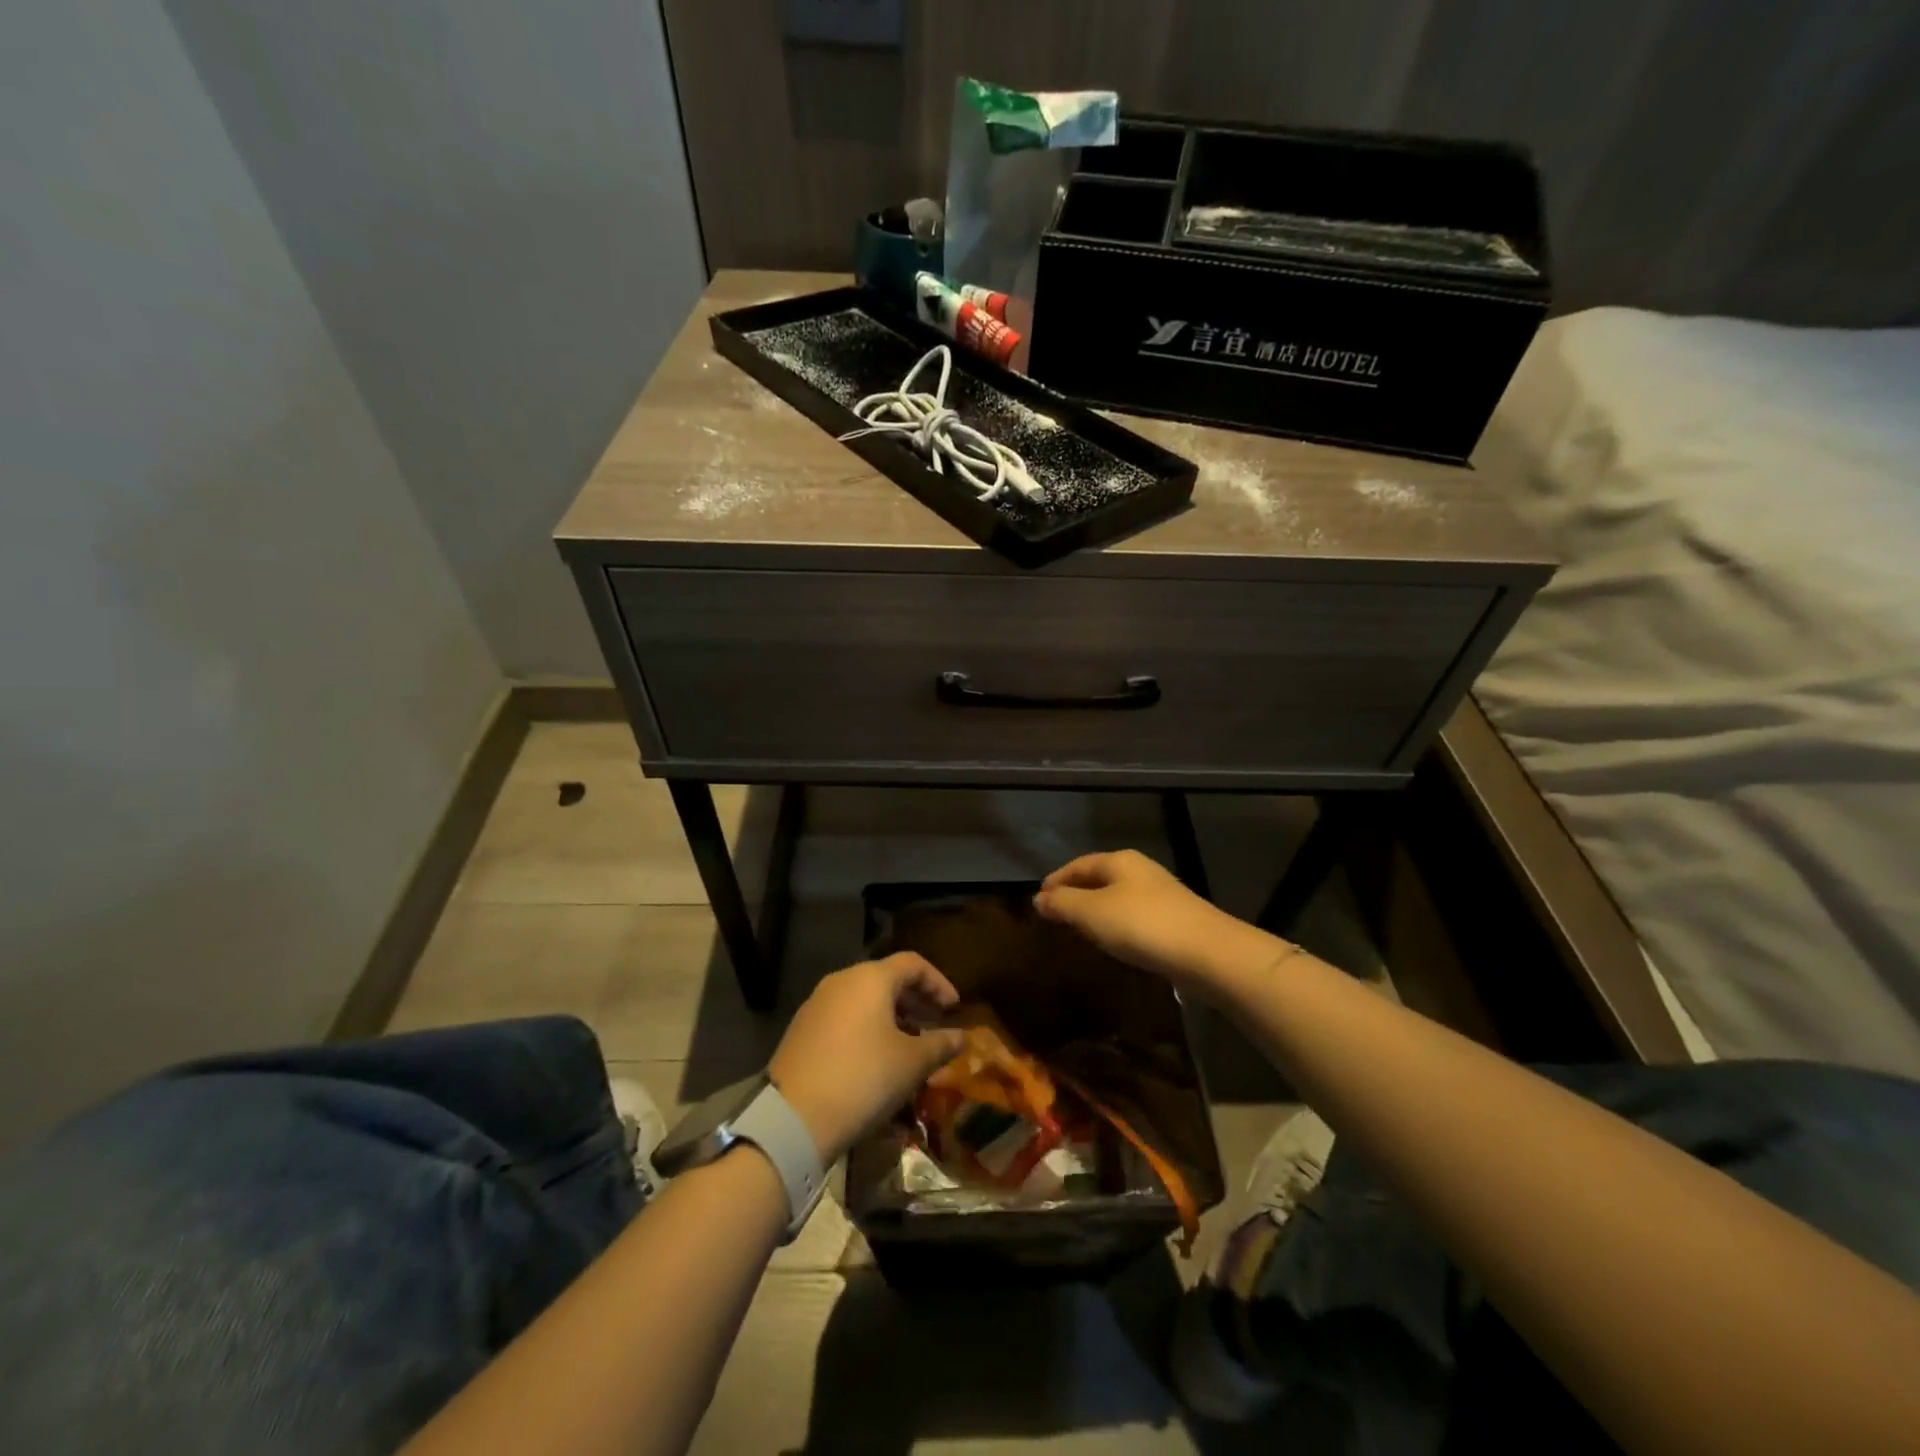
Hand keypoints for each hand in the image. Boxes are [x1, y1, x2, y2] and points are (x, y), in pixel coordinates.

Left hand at [769, 952, 965, 1163]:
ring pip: (864, 1000)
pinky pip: (845, 1018)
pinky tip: (876, 1060)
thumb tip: (960, 1036)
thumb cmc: (863, 1078)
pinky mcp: (802, 1030)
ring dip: (892, 1017)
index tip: (954, 1009)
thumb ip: (940, 1044)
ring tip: (909, 1046)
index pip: (913, 964)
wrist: (793, 1118)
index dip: (938, 982)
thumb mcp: (912, 1063)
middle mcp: (842, 981)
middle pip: (886, 979)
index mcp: (870, 978)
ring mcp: (817, 1004)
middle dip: (915, 1001)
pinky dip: (867, 1029)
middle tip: (935, 1026)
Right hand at [1034, 849, 1276, 987]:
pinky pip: (1133, 916)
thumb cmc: (1142, 925)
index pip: (1078, 864)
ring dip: (1095, 910)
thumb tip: (1039, 898)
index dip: (1056, 880)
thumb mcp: (1092, 913)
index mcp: (1119, 860)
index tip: (1039, 899)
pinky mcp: (1174, 919)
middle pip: (1099, 877)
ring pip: (1116, 897)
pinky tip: (1113, 941)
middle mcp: (1140, 870)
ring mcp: (1160, 894)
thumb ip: (1063, 904)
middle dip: (1075, 893)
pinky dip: (1115, 924)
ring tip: (1078, 929)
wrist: (1208, 953)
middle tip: (1055, 914)